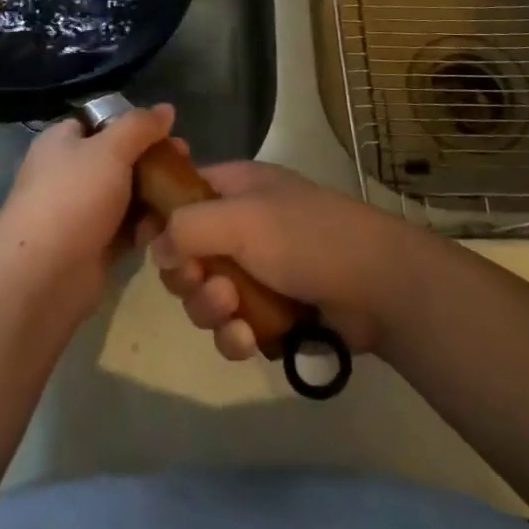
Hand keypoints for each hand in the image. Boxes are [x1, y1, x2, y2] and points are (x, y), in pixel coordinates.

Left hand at [0, 103, 177, 318]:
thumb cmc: (73, 197)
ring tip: (184, 197)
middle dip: (152, 161)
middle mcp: (68, 174)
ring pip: (126, 195)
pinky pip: (126, 229)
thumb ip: (140, 126)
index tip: (169, 131)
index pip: (100, 122)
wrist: (43, 276)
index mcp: (62, 142)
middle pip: (118, 159)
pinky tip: (169, 227)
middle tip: (185, 163)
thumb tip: (166, 108)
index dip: (134, 124)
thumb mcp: (110, 149)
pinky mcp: (92, 247)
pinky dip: (145, 227)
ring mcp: (79, 213)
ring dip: (154, 196)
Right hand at [147, 161, 427, 361]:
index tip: (149, 245)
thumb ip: (188, 227)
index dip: (161, 218)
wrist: (379, 286)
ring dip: (210, 308)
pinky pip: (231, 327)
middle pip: (187, 253)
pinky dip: (233, 336)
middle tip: (203, 282)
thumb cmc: (307, 237)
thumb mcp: (242, 219)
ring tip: (232, 311)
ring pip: (205, 295)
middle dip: (188, 276)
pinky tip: (247, 340)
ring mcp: (257, 271)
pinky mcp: (270, 313)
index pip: (181, 193)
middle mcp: (241, 226)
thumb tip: (157, 248)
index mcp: (235, 188)